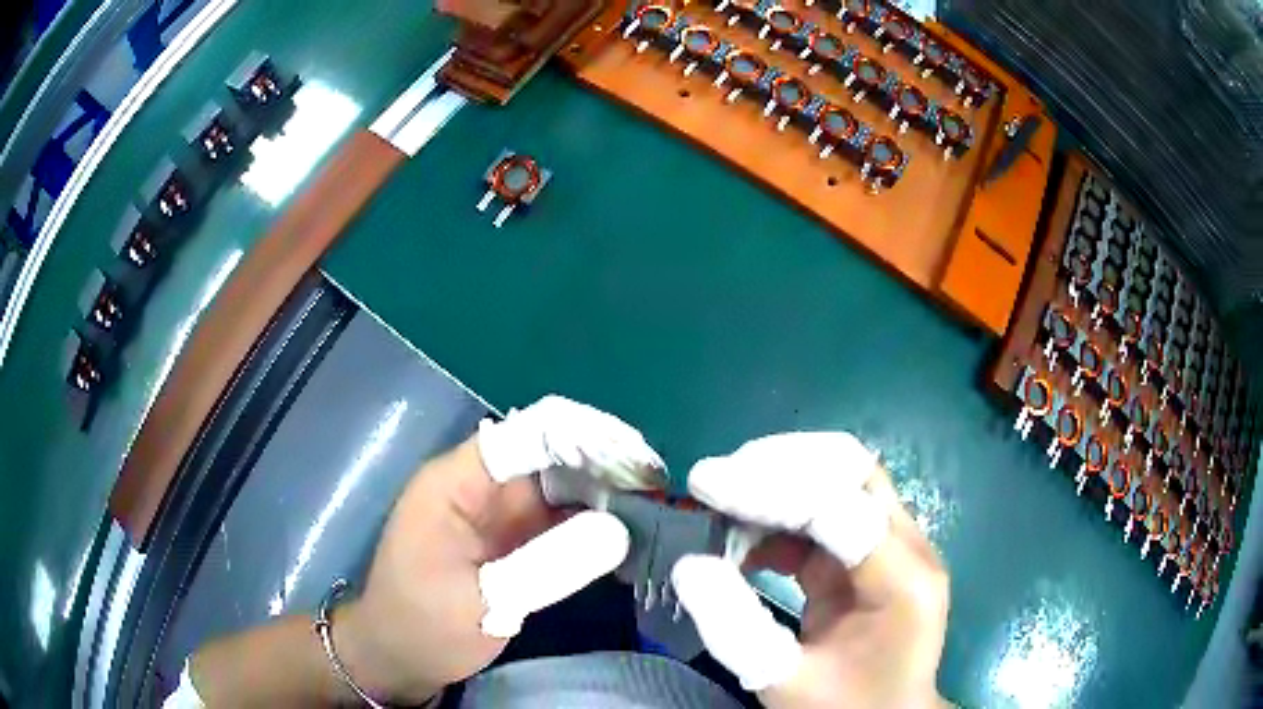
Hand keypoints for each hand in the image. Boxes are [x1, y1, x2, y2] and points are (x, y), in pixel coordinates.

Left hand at [313, 396, 666, 703]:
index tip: (639, 462)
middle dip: (606, 463)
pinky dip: (595, 524)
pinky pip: (560, 519)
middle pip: (551, 453)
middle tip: (660, 488)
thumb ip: (547, 566)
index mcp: (458, 482)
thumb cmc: (422, 626)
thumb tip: (620, 529)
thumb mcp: (481, 603)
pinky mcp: (512, 538)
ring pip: (562, 485)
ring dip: (607, 493)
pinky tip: (629, 535)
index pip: (527, 433)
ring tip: (658, 508)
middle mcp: (481, 485)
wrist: (397, 656)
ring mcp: (498, 512)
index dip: (585, 437)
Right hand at [671, 432, 949, 708]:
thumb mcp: (784, 681)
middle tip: (715, 483)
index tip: (704, 484)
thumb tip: (689, 564)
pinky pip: (828, 511)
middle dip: (778, 466)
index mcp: (902, 580)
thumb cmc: (846, 707)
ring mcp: (895, 544)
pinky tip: (745, 540)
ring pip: (840, 480)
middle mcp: (909, 547)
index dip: (768, 488)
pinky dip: (782, 514)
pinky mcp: (873, 553)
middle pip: (850, 470)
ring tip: (721, 506)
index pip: (838, 506)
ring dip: (779, 483)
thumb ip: (736, 628)